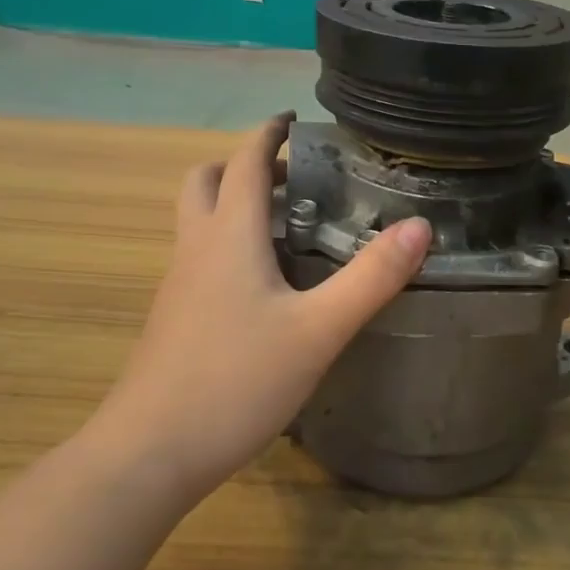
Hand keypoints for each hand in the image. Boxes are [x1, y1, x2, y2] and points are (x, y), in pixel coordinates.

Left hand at [96, 114, 431, 497]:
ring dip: (232, 202)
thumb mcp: (318, 329)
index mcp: (228, 235)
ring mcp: (178, 283)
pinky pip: (198, 255)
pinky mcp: (174, 316)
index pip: (244, 160)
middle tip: (291, 176)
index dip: (268, 133)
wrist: (151, 450)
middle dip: (243, 165)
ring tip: (283, 224)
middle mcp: (196, 247)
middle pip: (206, 180)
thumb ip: (370, 277)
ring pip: (197, 218)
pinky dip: (226, 241)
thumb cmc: (237, 380)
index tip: (294, 119)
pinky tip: (262, 283)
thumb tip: (419, 226)